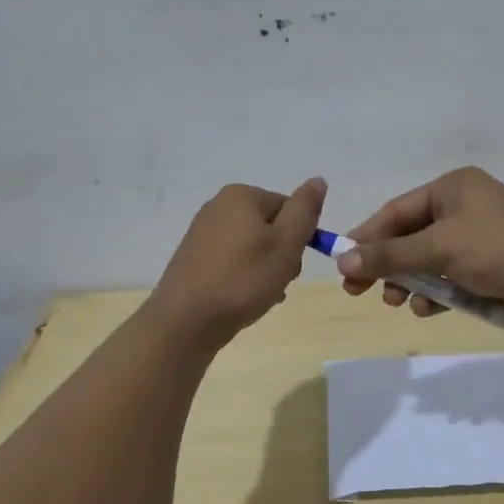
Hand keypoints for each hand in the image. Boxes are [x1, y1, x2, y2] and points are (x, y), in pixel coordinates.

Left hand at [148, 178, 326, 350]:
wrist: (184, 322)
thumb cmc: (243, 280)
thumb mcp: (286, 244)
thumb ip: (305, 210)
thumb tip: (318, 181)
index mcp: (241, 195)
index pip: (290, 209)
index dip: (298, 239)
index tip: (291, 265)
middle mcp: (219, 206)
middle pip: (271, 227)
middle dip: (281, 255)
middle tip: (276, 282)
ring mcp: (203, 232)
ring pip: (253, 247)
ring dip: (265, 270)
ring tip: (260, 295)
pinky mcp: (194, 257)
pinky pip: (232, 261)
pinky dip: (243, 277)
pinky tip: (242, 299)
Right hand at [336, 167, 503, 321]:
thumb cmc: (499, 248)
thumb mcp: (439, 248)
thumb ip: (390, 255)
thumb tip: (343, 259)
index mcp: (452, 188)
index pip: (396, 211)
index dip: (367, 237)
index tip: (342, 263)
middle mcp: (463, 207)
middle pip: (410, 237)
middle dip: (388, 265)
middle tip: (359, 291)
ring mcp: (478, 237)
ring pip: (429, 261)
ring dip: (411, 283)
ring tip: (397, 303)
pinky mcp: (489, 266)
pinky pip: (451, 277)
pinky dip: (438, 293)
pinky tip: (428, 310)